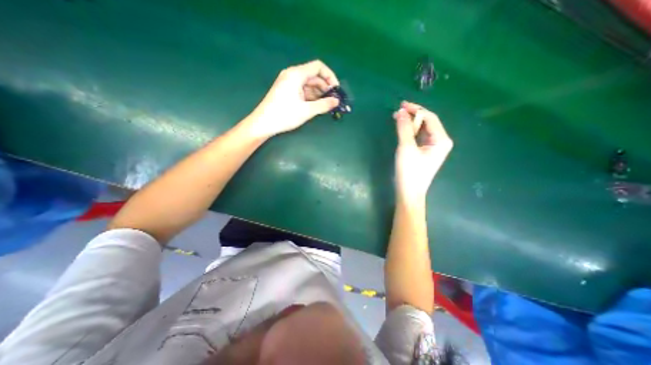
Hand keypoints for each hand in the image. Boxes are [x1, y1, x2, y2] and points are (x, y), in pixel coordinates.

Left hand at [246, 60, 340, 139]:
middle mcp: (292, 75)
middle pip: (314, 76)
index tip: (336, 90)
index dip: (330, 76)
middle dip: (325, 87)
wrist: (263, 123)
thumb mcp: (306, 110)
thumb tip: (336, 101)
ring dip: (318, 93)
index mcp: (296, 74)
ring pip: (308, 84)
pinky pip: (302, 90)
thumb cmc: (284, 115)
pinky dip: (311, 96)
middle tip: (332, 100)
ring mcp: (288, 83)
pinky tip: (316, 105)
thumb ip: (323, 105)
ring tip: (326, 105)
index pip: (318, 67)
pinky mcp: (287, 91)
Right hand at [391, 101, 454, 203]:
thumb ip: (404, 128)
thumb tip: (401, 111)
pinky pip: (419, 137)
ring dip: (410, 123)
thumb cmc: (409, 172)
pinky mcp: (425, 152)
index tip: (401, 105)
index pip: (430, 117)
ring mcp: (433, 147)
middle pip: (427, 122)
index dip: (416, 109)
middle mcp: (440, 141)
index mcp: (441, 140)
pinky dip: (410, 132)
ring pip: (422, 129)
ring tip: (397, 119)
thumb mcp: (406, 148)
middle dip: (413, 116)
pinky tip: (402, 130)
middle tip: (397, 112)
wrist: (409, 193)